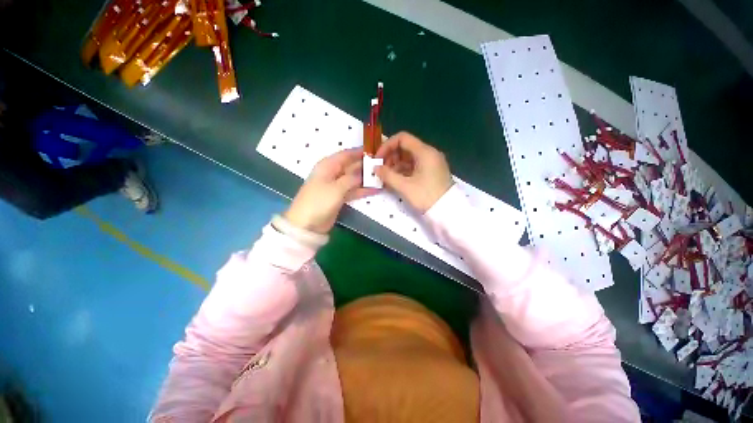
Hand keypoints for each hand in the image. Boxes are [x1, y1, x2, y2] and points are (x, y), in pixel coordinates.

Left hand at [284, 148, 376, 233]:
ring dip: (366, 179)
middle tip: (382, 165)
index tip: (375, 151)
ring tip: (382, 177)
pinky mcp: (339, 197)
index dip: (359, 152)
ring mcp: (336, 186)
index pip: (346, 155)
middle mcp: (332, 173)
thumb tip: (363, 173)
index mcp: (328, 166)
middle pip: (351, 166)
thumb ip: (351, 179)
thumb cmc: (319, 201)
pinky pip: (353, 191)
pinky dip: (363, 190)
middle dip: (365, 166)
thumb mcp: (336, 188)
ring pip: (353, 179)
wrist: (307, 224)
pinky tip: (375, 189)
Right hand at [375, 132, 452, 212]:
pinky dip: (404, 170)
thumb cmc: (426, 196)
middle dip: (391, 156)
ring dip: (396, 164)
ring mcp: (432, 162)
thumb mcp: (405, 186)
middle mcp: (429, 153)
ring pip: (409, 157)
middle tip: (382, 170)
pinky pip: (415, 165)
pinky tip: (396, 179)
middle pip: (405, 147)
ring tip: (387, 177)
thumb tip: (376, 168)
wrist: (447, 211)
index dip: (387, 146)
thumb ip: (388, 175)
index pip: (402, 138)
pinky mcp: (432, 171)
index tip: (378, 159)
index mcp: (425, 152)